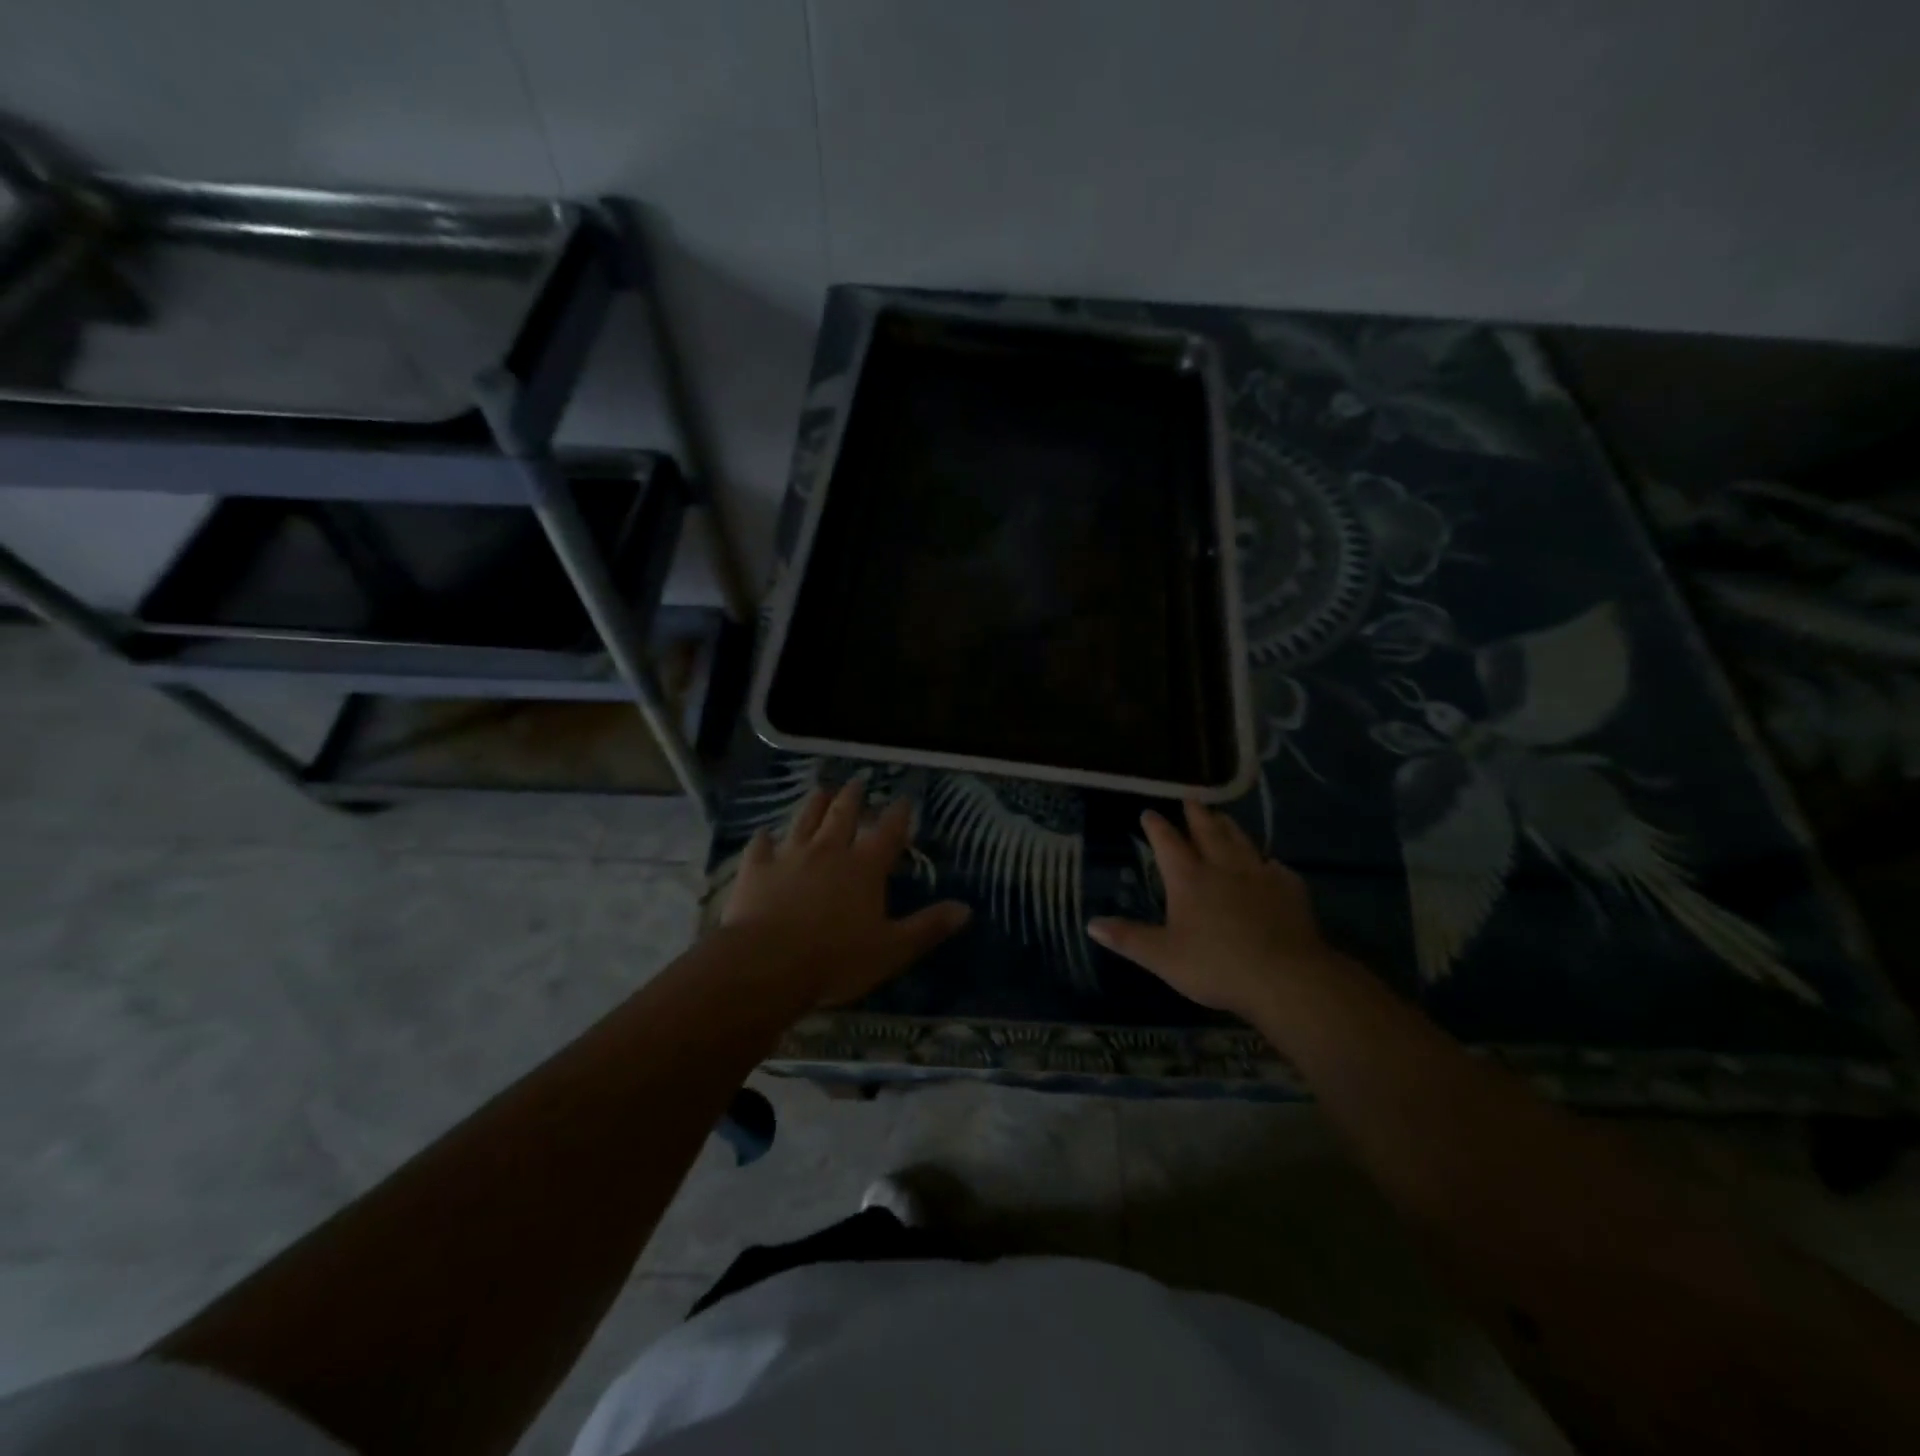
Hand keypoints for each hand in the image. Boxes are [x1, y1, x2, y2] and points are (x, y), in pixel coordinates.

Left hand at [723, 779, 971, 1008]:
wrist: (767, 964)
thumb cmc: (836, 959)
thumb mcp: (893, 949)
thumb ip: (928, 927)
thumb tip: (965, 908)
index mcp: (865, 867)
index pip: (888, 832)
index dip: (898, 814)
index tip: (903, 799)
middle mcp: (829, 851)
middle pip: (843, 815)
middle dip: (853, 798)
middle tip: (857, 782)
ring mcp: (789, 856)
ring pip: (804, 821)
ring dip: (814, 804)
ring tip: (820, 790)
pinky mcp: (756, 869)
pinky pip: (760, 846)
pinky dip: (765, 839)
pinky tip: (764, 834)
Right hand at [1087, 801, 1336, 1018]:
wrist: (1285, 978)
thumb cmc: (1216, 966)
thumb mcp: (1162, 957)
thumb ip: (1128, 938)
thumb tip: (1091, 924)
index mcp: (1188, 879)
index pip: (1168, 843)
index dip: (1156, 826)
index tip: (1149, 812)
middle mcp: (1223, 867)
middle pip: (1208, 832)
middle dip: (1196, 814)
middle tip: (1190, 798)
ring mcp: (1259, 875)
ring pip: (1241, 841)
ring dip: (1229, 827)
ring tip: (1223, 816)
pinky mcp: (1289, 889)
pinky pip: (1275, 867)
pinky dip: (1267, 861)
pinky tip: (1270, 864)